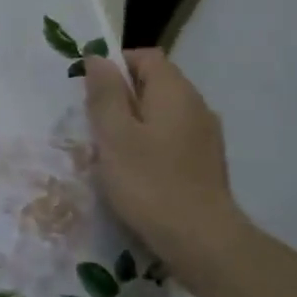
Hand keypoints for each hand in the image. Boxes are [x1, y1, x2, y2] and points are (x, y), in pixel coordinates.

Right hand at [85, 51, 243, 265]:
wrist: (200, 239)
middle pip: (155, 83)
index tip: (90, 91)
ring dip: (134, 122)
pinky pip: (171, 137)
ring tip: (110, 150)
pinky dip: (150, 142)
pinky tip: (135, 170)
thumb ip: (105, 94)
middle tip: (94, 124)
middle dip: (121, 96)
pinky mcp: (205, 161)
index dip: (116, 65)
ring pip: (162, 112)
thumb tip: (97, 58)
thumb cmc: (149, 182)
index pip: (146, 57)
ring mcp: (205, 135)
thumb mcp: (114, 136)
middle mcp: (196, 105)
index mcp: (175, 92)